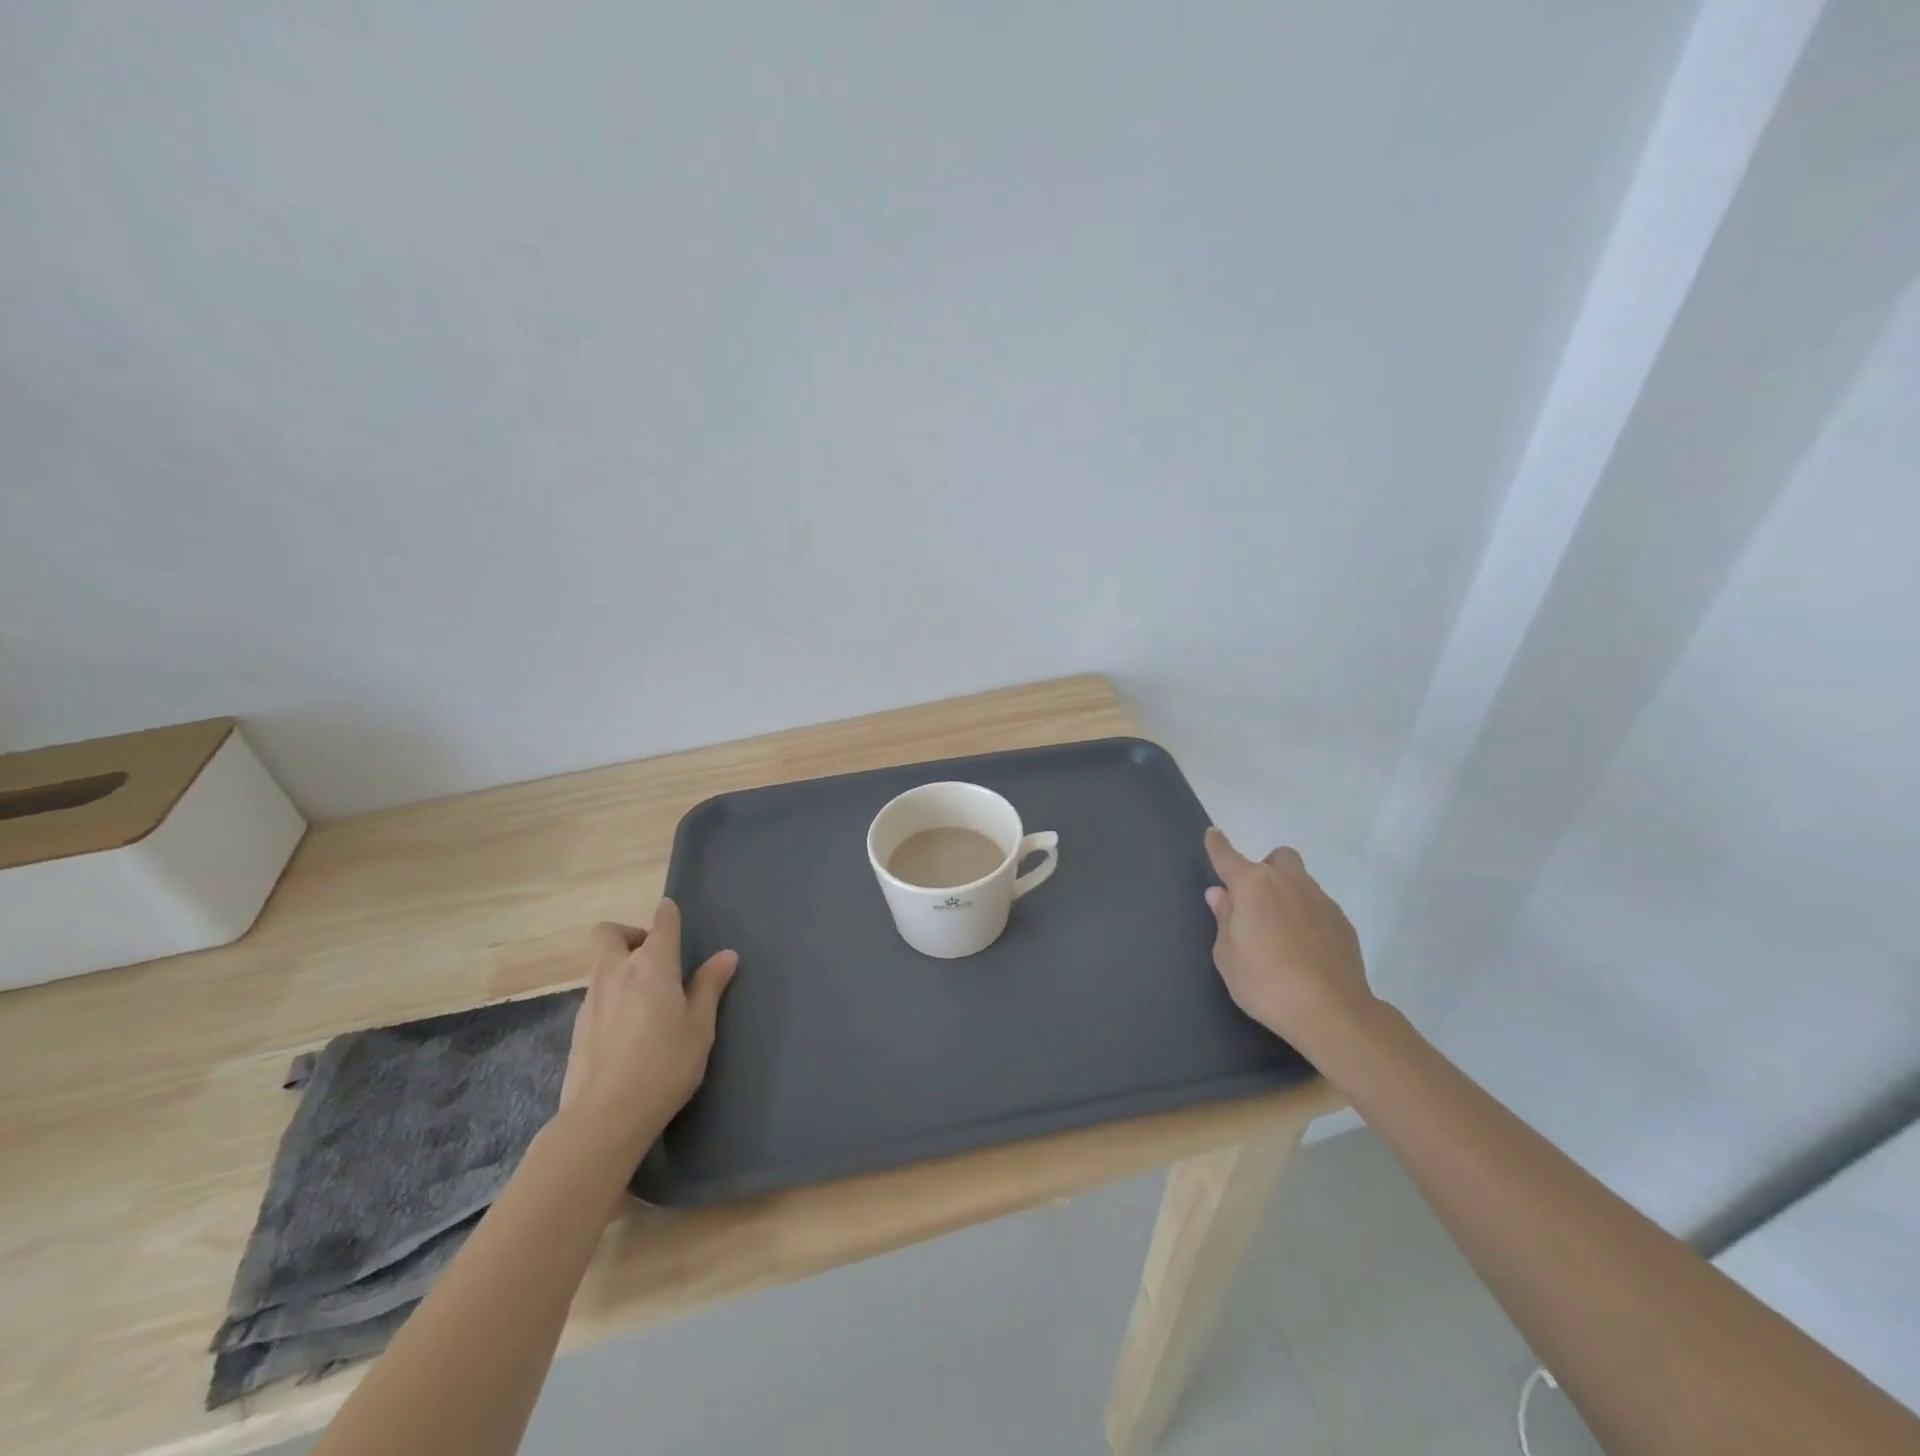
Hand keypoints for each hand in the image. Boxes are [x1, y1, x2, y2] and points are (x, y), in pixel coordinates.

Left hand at [556, 899, 737, 1156]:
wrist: (604, 1118)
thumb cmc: (664, 1066)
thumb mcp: (700, 1027)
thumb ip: (710, 987)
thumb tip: (726, 955)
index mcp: (652, 965)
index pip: (661, 922)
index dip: (668, 914)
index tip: (673, 914)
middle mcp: (617, 972)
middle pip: (609, 933)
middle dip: (629, 934)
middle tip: (654, 959)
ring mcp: (592, 998)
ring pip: (601, 964)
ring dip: (620, 966)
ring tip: (647, 998)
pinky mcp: (578, 1026)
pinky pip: (596, 994)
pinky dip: (612, 995)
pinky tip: (629, 1027)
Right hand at [1203, 827, 1375, 1052]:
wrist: (1331, 1012)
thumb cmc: (1265, 983)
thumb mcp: (1227, 956)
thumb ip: (1224, 919)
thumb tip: (1222, 895)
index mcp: (1253, 886)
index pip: (1228, 857)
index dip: (1218, 845)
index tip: (1213, 834)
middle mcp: (1288, 883)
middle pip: (1278, 858)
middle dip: (1266, 868)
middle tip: (1256, 900)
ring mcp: (1320, 901)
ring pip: (1301, 881)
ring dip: (1288, 894)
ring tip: (1281, 931)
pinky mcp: (1342, 923)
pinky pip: (1319, 907)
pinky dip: (1307, 917)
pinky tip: (1304, 949)